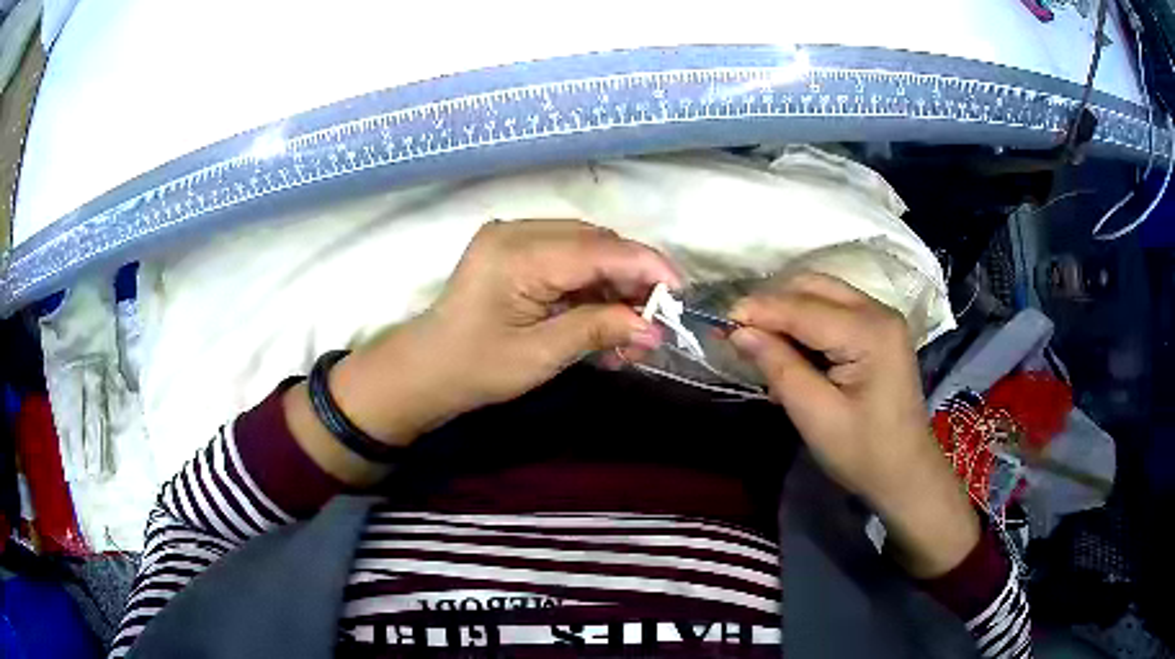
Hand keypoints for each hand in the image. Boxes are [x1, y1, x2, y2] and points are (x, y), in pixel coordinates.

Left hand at [288, 220, 678, 482]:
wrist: (427, 370)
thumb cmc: (475, 368)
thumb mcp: (540, 356)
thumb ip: (598, 331)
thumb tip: (654, 328)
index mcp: (516, 254)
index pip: (596, 249)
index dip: (644, 266)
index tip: (680, 291)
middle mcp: (517, 232)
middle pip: (595, 244)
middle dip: (632, 279)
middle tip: (655, 320)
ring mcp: (515, 238)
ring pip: (586, 251)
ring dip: (614, 286)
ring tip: (631, 330)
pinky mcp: (517, 251)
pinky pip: (568, 260)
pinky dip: (592, 288)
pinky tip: (605, 320)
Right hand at [729, 273, 978, 577]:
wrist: (905, 472)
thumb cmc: (863, 452)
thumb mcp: (815, 415)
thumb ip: (778, 367)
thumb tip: (739, 332)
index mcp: (870, 331)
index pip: (803, 307)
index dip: (758, 310)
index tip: (719, 321)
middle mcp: (878, 311)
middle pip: (813, 286)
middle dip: (772, 303)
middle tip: (738, 332)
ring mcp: (881, 317)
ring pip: (821, 292)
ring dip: (787, 310)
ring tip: (761, 342)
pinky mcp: (878, 329)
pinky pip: (833, 309)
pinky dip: (805, 321)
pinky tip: (790, 349)